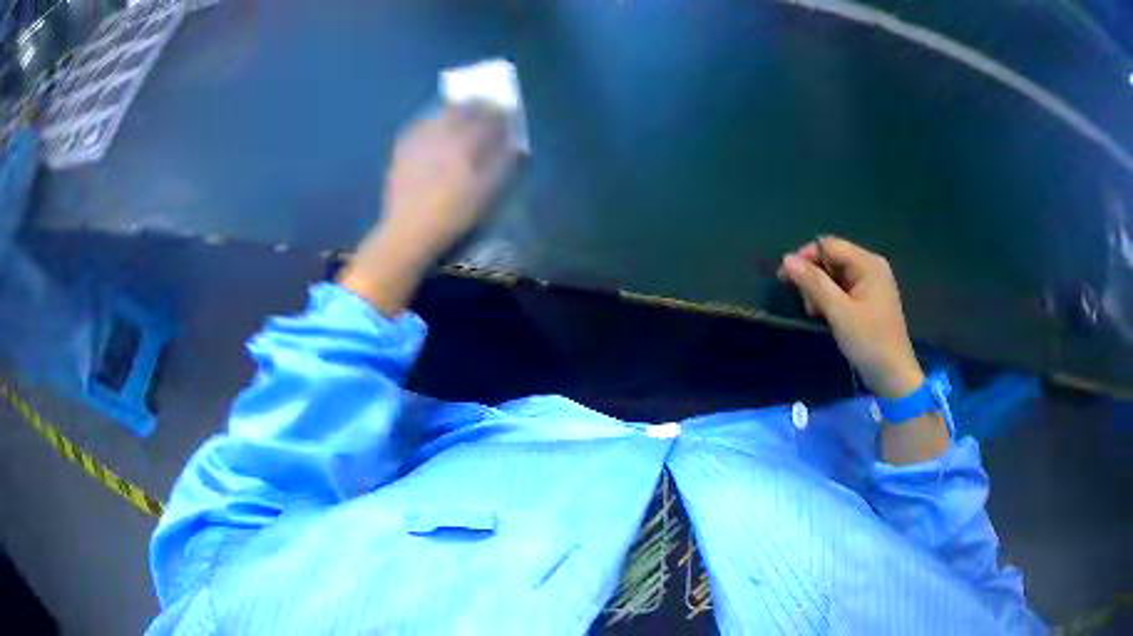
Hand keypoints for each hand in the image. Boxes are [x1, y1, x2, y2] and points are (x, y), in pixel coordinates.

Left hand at [379, 103, 517, 263]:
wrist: (409, 229)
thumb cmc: (453, 214)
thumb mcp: (487, 192)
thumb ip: (503, 163)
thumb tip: (514, 145)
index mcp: (466, 141)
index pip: (488, 116)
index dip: (500, 113)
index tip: (507, 115)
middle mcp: (442, 132)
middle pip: (463, 109)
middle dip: (477, 107)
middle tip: (485, 111)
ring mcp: (420, 138)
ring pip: (442, 114)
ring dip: (454, 112)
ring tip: (461, 119)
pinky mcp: (403, 148)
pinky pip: (421, 126)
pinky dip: (433, 124)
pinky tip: (435, 134)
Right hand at [778, 236, 924, 398]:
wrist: (893, 375)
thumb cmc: (869, 341)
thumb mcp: (839, 312)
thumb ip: (814, 283)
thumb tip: (787, 259)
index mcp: (868, 263)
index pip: (828, 245)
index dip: (805, 257)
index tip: (785, 279)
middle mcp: (870, 267)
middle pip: (831, 259)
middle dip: (813, 278)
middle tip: (807, 306)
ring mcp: (870, 284)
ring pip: (834, 275)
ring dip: (819, 291)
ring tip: (815, 314)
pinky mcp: (868, 300)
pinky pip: (842, 289)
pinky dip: (830, 300)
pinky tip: (825, 316)